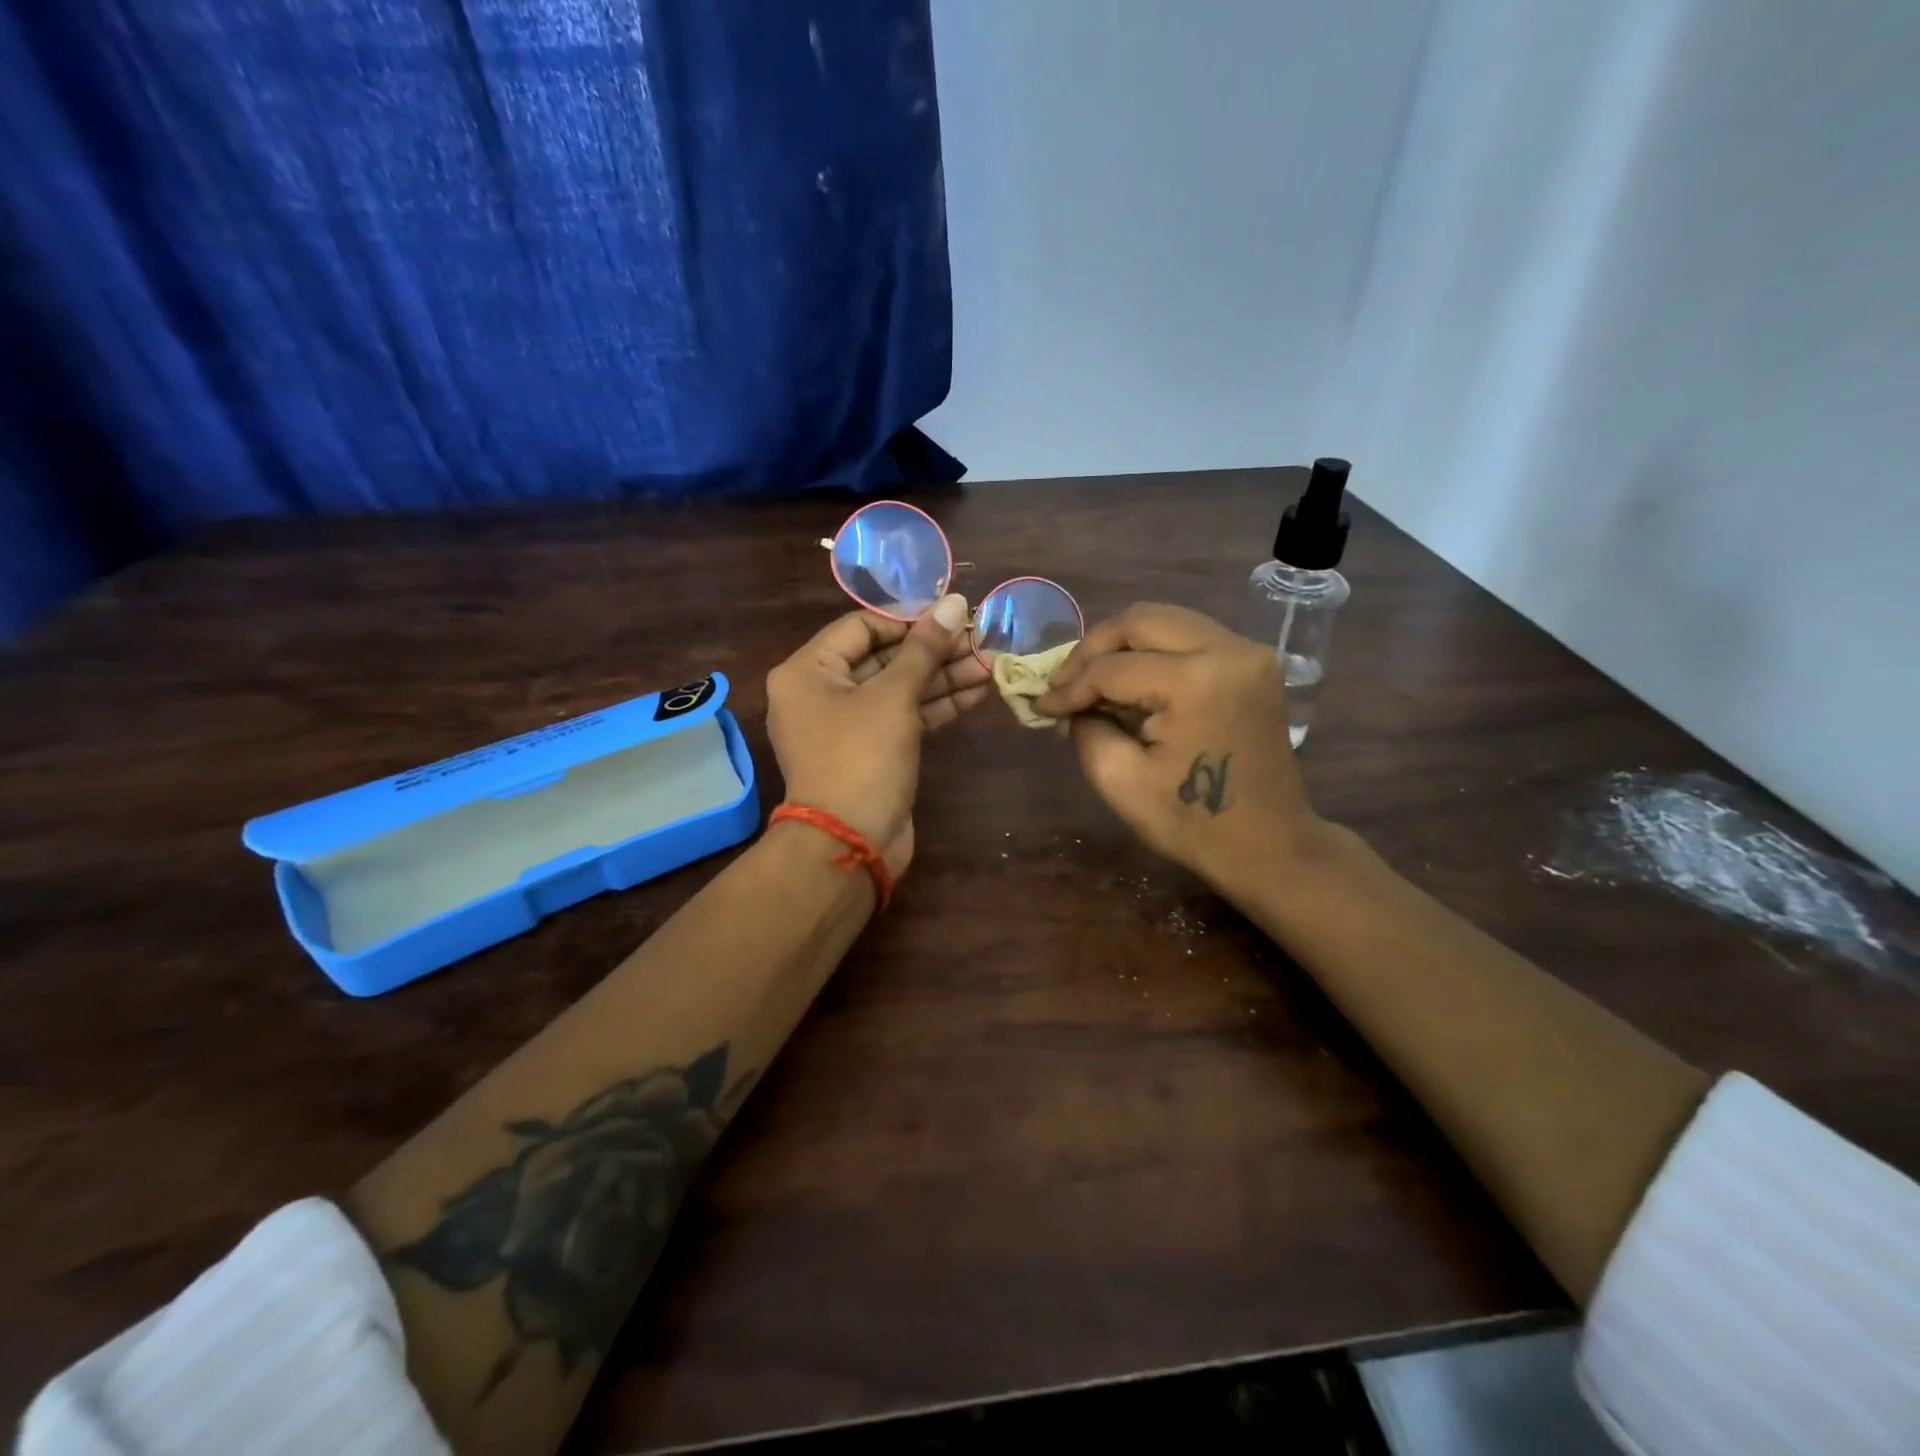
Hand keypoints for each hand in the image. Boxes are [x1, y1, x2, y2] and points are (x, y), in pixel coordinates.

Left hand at [765, 594, 986, 876]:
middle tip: (979, 639)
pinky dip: (936, 705)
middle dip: (933, 650)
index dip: (908, 619)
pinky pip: (903, 717)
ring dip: (942, 677)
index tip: (951, 615)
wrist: (850, 844)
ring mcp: (847, 726)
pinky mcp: (872, 751)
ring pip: (898, 689)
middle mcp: (821, 694)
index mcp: (807, 671)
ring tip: (989, 663)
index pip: (861, 626)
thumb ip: (925, 648)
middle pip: (882, 658)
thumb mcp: (894, 696)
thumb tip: (954, 602)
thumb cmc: (861, 757)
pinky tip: (976, 692)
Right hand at [1034, 603, 1323, 892]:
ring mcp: (1247, 652)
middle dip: (1093, 649)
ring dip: (1122, 645)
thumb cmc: (1193, 822)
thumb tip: (1073, 703)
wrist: (1270, 845)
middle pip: (1141, 621)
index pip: (1114, 668)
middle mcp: (1228, 650)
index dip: (1070, 686)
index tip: (1041, 706)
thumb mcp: (1120, 780)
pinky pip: (1190, 637)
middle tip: (1064, 681)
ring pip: (1166, 621)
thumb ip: (1086, 728)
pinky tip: (1130, 680)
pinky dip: (1153, 651)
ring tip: (1090, 679)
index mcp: (1196, 681)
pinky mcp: (1253, 663)